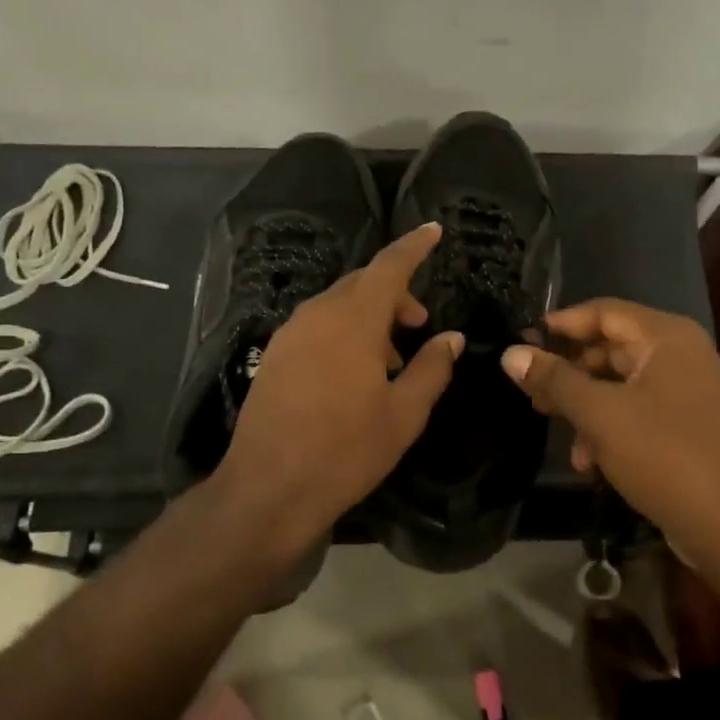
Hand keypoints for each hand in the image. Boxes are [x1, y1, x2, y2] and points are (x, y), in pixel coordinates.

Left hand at [212, 223, 463, 565]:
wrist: (268, 488)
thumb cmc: (345, 451)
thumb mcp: (404, 414)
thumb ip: (432, 369)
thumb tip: (451, 338)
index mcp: (353, 320)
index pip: (389, 267)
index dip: (414, 247)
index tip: (434, 230)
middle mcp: (316, 315)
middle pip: (361, 284)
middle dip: (395, 294)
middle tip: (420, 324)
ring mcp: (288, 335)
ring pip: (337, 306)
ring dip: (369, 316)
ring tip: (392, 358)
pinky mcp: (273, 357)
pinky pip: (316, 327)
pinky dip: (343, 332)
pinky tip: (355, 372)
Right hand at [500, 299, 719, 574]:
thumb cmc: (666, 456)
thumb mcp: (600, 414)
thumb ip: (555, 380)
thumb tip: (510, 353)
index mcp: (665, 338)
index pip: (603, 311)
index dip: (560, 324)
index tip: (520, 341)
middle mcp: (679, 356)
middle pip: (610, 348)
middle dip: (568, 370)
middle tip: (529, 388)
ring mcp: (685, 394)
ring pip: (619, 385)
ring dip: (583, 405)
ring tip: (550, 424)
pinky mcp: (685, 429)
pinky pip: (636, 414)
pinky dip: (608, 430)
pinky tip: (588, 462)